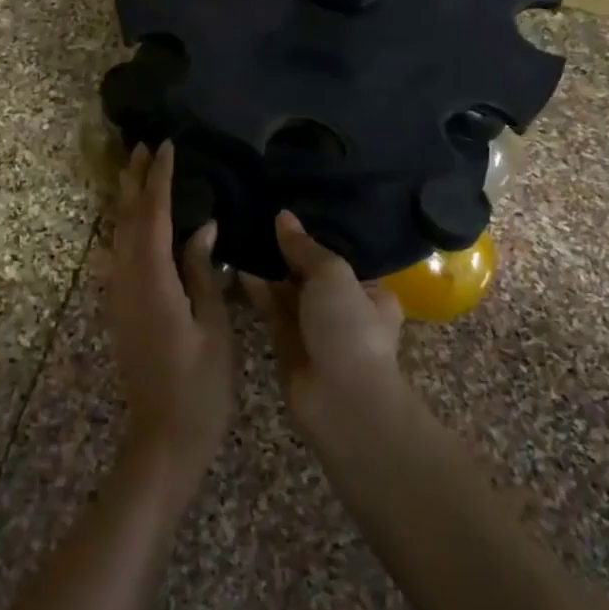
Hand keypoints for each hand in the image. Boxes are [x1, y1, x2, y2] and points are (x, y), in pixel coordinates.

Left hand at [106, 143, 234, 490]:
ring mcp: (118, 296)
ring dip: (126, 200)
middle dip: (133, 180)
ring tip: (137, 171)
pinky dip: (126, 226)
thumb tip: (202, 226)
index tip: (165, 145)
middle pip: (125, 218)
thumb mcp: (213, 326)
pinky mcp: (120, 309)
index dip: (158, 179)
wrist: (162, 437)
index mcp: (152, 281)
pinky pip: (119, 253)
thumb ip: (203, 271)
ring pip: (117, 235)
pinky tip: (136, 221)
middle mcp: (126, 281)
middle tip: (142, 145)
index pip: (152, 216)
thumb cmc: (199, 385)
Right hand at [242, 211, 405, 442]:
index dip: (317, 234)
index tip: (291, 209)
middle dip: (289, 250)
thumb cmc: (349, 328)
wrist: (341, 400)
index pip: (342, 255)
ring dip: (269, 268)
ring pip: (288, 291)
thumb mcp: (332, 275)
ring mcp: (315, 328)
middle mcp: (344, 308)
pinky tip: (237, 265)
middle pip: (311, 272)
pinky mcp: (287, 343)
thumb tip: (283, 216)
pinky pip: (271, 309)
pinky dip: (257, 289)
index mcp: (371, 291)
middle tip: (259, 215)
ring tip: (243, 233)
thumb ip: (305, 246)